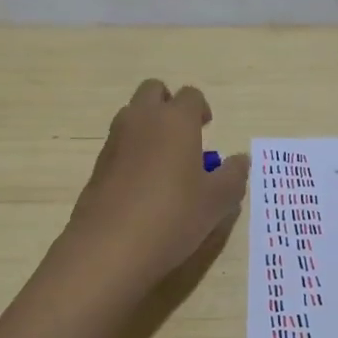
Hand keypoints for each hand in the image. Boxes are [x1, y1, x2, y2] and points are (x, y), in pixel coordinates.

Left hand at [64, 79, 250, 289]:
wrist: (109, 247)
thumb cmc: (173, 216)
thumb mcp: (217, 201)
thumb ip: (233, 176)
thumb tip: (240, 160)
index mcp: (176, 120)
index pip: (191, 95)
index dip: (201, 109)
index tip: (207, 130)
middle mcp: (142, 119)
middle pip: (154, 91)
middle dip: (169, 104)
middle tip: (184, 135)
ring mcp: (115, 140)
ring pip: (132, 115)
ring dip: (148, 126)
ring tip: (164, 163)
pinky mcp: (98, 164)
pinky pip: (119, 143)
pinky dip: (132, 152)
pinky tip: (143, 186)